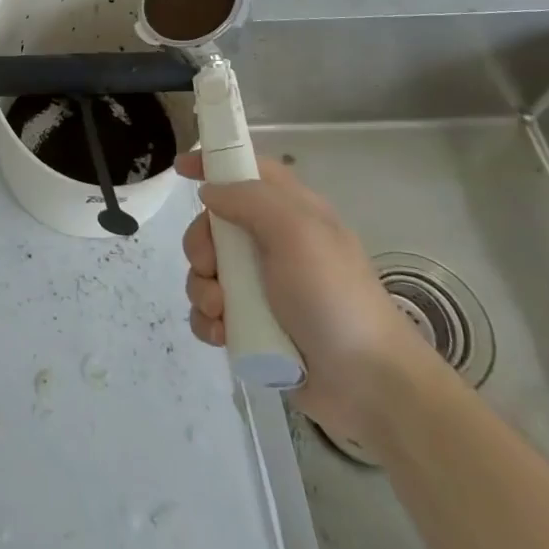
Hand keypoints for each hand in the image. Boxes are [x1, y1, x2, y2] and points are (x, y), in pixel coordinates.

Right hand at [179, 152, 440, 442]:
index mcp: (290, 212)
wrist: (369, 384)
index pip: (246, 170)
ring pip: (206, 272)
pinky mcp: (253, 326)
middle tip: (212, 267)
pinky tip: (222, 333)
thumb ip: (250, 199)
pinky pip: (210, 313)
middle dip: (200, 245)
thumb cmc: (333, 295)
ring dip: (202, 289)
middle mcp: (273, 244)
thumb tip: (210, 192)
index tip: (180, 169)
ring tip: (222, 311)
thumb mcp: (297, 231)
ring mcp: (262, 288)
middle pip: (214, 226)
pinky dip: (208, 321)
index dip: (214, 164)